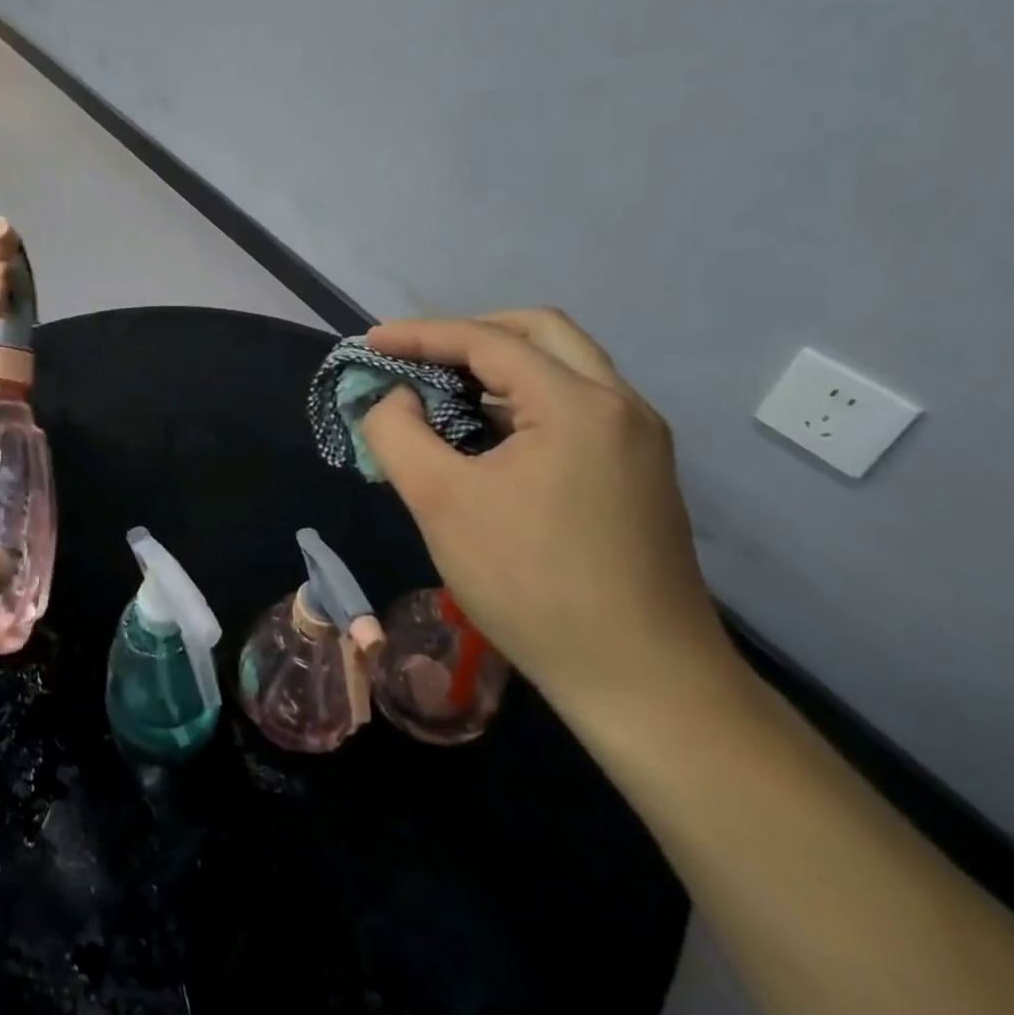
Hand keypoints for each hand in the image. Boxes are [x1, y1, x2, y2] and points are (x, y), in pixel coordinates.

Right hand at [360, 309, 736, 715]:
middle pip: (539, 331)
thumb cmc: (532, 584)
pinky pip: (573, 406)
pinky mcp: (637, 473)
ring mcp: (637, 440)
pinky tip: (483, 434)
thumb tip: (395, 397)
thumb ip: (396, 432)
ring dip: (497, 366)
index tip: (369, 344)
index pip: (485, 340)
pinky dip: (521, 399)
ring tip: (440, 392)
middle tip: (417, 355)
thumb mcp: (438, 501)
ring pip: (562, 367)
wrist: (644, 682)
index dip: (418, 334)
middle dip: (469, 333)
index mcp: (577, 403)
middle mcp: (619, 406)